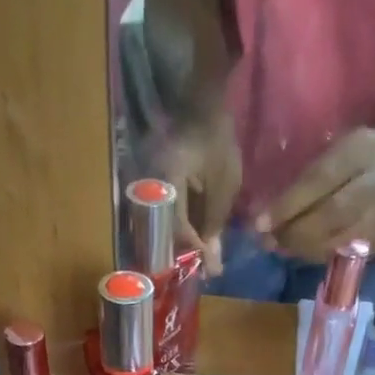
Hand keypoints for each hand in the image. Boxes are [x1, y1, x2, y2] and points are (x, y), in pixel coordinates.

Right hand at [156, 110, 241, 277]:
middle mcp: (151, 187)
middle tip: (204, 269)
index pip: (177, 227)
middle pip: (165, 233)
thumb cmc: (217, 140)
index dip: (193, 249)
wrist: (204, 104)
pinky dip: (180, 230)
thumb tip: (210, 257)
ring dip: (183, 245)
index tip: (209, 266)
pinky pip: (166, 217)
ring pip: (163, 228)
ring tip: (201, 258)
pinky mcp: (155, 188)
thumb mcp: (224, 183)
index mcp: (167, 182)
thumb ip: (215, 221)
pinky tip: (195, 240)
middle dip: (186, 254)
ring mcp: (150, 187)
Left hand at [257, 127, 374, 261]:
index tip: (259, 222)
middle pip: (325, 218)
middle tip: (265, 238)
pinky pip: (336, 253)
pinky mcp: (373, 243)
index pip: (320, 181)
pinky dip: (312, 253)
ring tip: (276, 245)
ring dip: (298, 247)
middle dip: (290, 232)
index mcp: (361, 155)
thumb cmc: (364, 154)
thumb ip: (311, 175)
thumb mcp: (340, 149)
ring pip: (330, 242)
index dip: (288, 205)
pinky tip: (297, 249)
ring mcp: (374, 220)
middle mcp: (370, 190)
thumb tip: (273, 208)